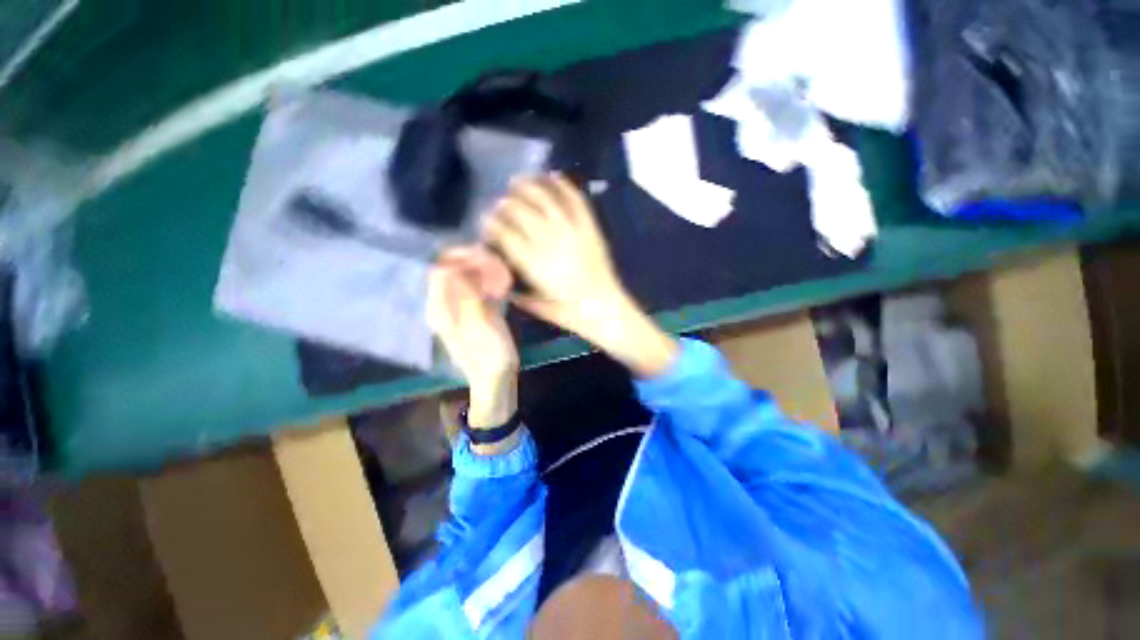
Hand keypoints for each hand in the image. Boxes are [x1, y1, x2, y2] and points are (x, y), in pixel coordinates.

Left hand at [427, 247, 517, 428]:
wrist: (495, 380)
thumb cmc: (489, 355)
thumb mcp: (479, 325)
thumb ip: (467, 296)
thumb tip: (454, 266)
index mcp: (440, 309)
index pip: (440, 271)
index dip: (458, 257)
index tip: (482, 253)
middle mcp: (445, 305)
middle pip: (452, 271)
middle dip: (472, 261)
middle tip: (495, 261)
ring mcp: (459, 309)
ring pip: (466, 279)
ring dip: (481, 270)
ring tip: (500, 271)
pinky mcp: (473, 312)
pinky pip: (476, 289)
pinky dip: (487, 282)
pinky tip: (501, 284)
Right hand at [484, 174, 677, 377]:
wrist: (606, 309)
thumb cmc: (570, 313)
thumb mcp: (537, 306)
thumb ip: (516, 290)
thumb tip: (501, 273)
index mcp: (533, 264)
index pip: (504, 234)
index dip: (491, 224)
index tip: (485, 221)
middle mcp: (549, 242)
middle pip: (520, 212)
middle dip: (504, 204)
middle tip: (499, 204)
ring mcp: (572, 232)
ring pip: (545, 199)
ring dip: (528, 186)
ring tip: (517, 181)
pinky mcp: (590, 228)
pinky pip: (576, 200)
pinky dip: (563, 185)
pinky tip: (552, 176)